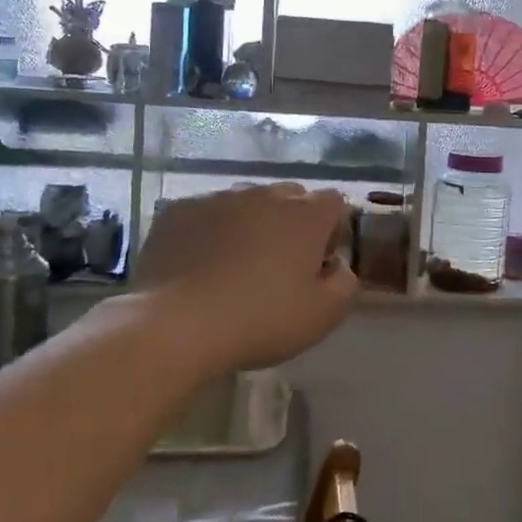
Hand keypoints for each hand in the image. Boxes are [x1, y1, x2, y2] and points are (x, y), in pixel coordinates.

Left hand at [122, 184, 357, 372]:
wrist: (177, 326)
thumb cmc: (261, 320)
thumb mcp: (323, 315)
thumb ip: (345, 283)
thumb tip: (337, 265)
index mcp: (305, 215)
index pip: (334, 202)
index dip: (332, 230)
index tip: (319, 262)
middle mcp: (264, 194)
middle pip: (290, 197)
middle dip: (292, 222)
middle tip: (280, 264)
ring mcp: (218, 198)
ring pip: (246, 202)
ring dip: (250, 223)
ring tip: (236, 264)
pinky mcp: (178, 211)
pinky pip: (205, 213)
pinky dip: (210, 230)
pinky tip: (199, 264)